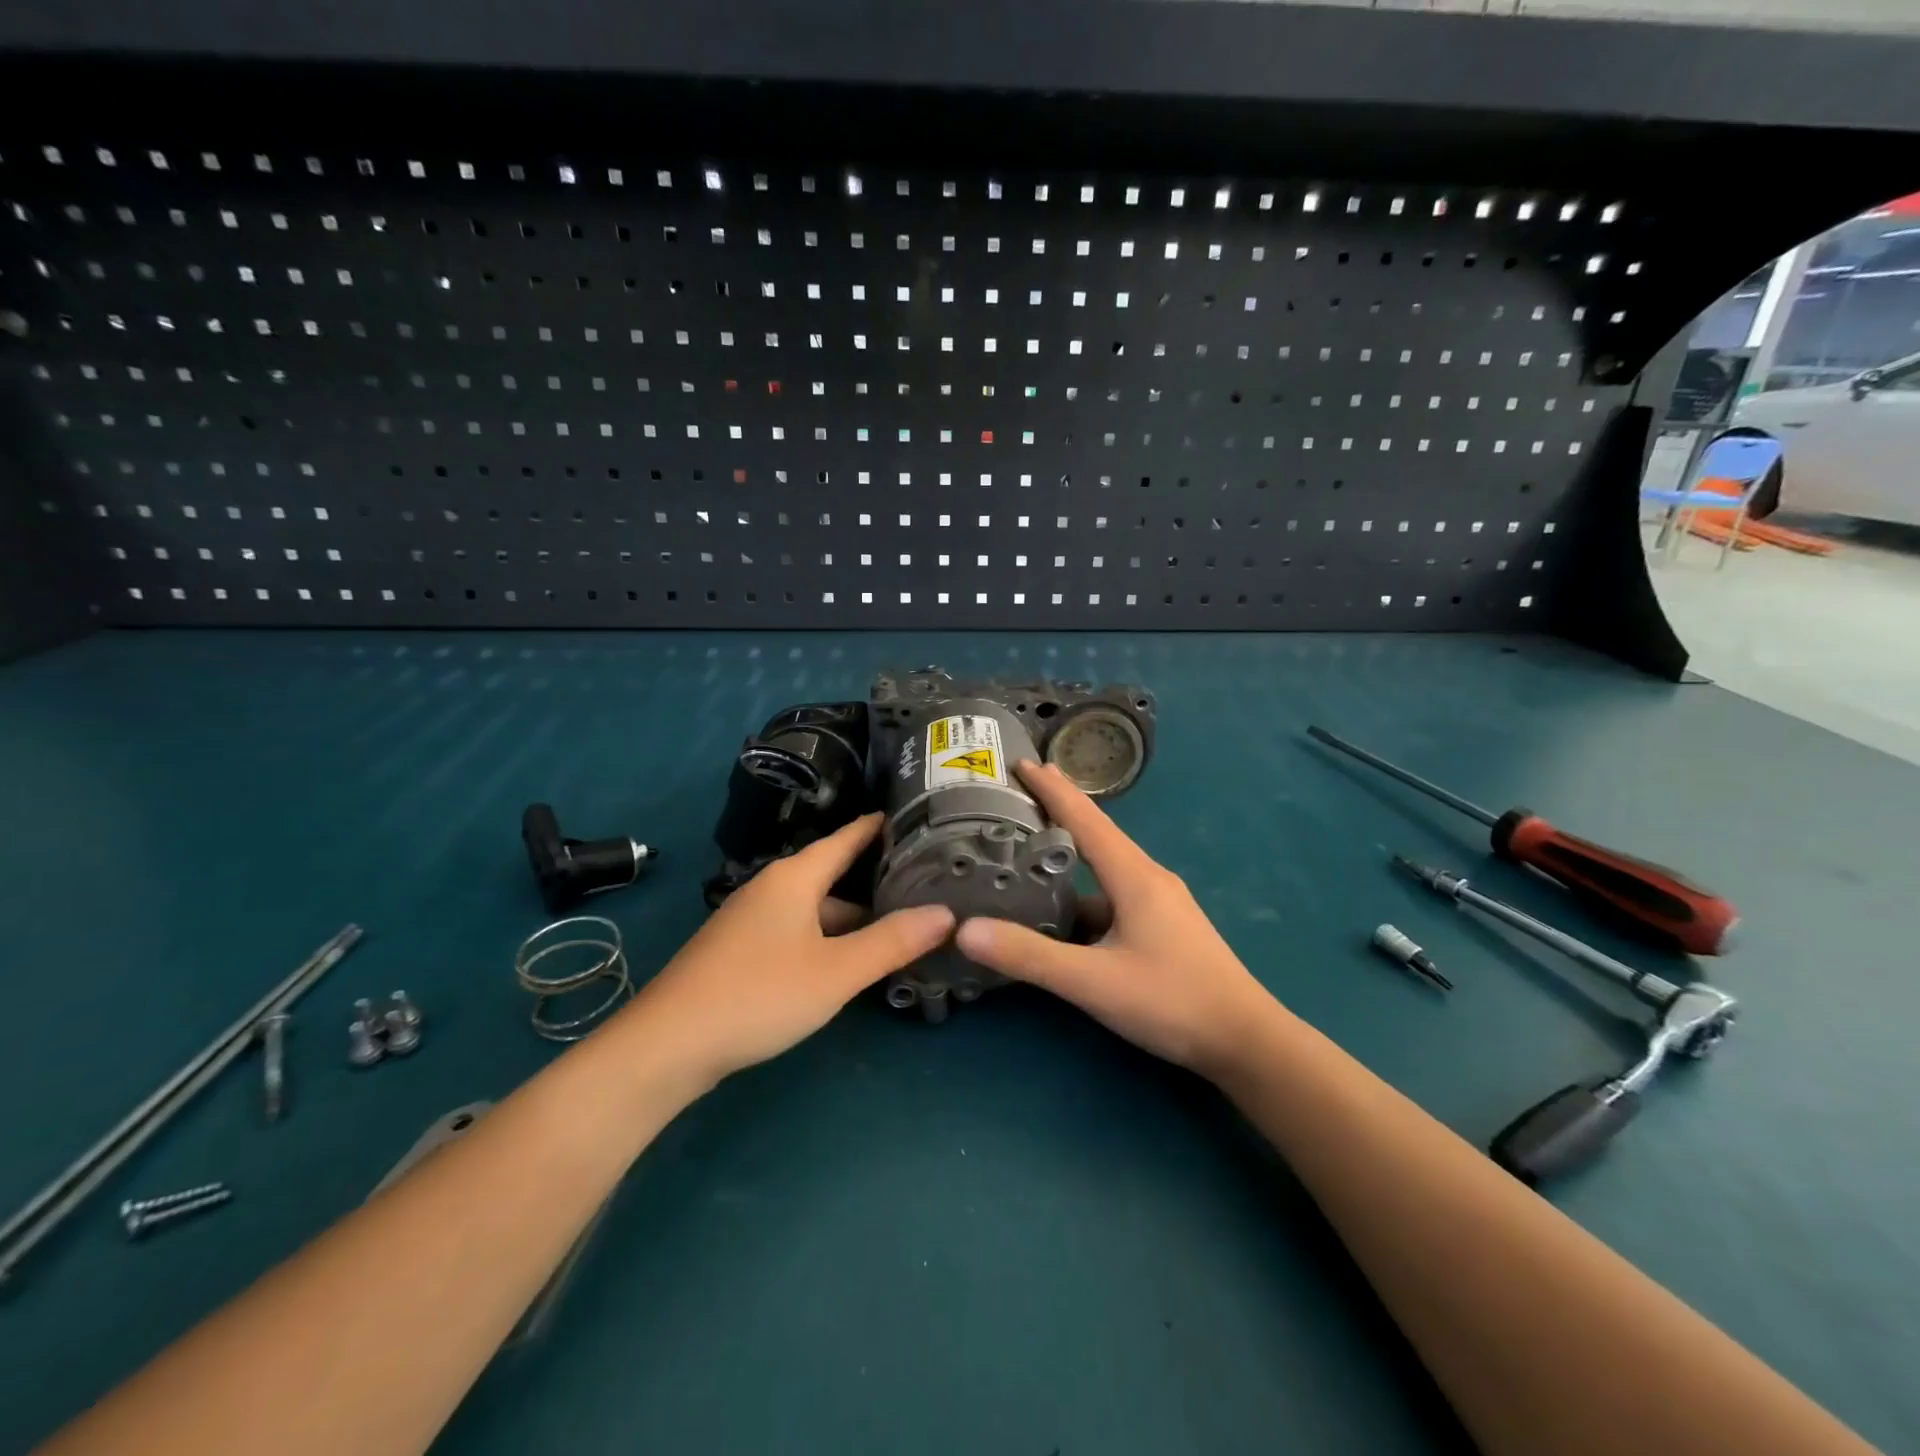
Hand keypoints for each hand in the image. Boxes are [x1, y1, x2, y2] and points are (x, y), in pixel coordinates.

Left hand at [630, 814, 953, 1085]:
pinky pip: (798, 930)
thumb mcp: (836, 971)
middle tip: (924, 884)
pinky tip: (847, 961)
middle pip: (833, 875)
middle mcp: (772, 888)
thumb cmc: (759, 995)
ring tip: (897, 929)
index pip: (846, 838)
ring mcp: (752, 920)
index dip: (879, 827)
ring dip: (852, 917)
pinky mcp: (741, 950)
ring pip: (816, 908)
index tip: (916, 818)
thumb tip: (947, 913)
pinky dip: (828, 937)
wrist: (668, 1045)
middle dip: (875, 881)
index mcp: (795, 878)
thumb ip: (892, 941)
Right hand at [955, 761, 1281, 1077]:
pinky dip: (1083, 896)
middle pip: (1095, 835)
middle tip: (1014, 799)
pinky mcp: (1163, 926)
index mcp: (1134, 876)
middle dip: (1057, 812)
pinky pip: (1113, 897)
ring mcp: (1159, 903)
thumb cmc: (1172, 1001)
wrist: (1245, 1040)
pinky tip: (1061, 917)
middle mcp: (1148, 878)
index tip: (1020, 762)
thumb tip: (965, 931)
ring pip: (1104, 870)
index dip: (1052, 788)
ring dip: (1068, 858)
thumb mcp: (1093, 982)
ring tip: (1025, 857)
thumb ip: (1030, 956)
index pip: (1086, 818)